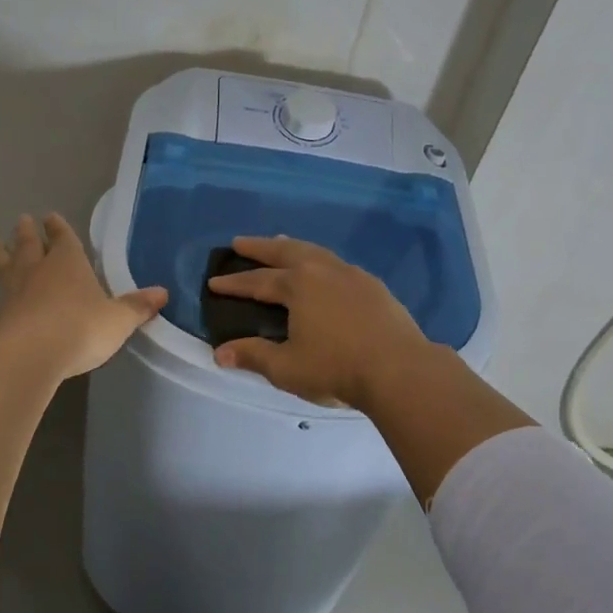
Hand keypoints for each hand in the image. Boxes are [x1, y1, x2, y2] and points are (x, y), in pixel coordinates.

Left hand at [0, 213, 167, 380]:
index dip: (59, 228)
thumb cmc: (82, 328)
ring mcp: (11, 298)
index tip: (51, 216)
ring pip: (3, 271)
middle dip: (27, 234)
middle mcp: (36, 274)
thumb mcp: (119, 319)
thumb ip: (137, 307)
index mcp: (68, 265)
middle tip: (21, 220)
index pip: (63, 239)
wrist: (34, 353)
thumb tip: (163, 293)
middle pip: (29, 248)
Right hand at [207, 236, 431, 407]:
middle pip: (285, 252)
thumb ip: (253, 356)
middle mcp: (323, 271)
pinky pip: (338, 264)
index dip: (234, 283)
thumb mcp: (287, 367)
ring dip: (293, 247)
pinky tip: (324, 271)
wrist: (399, 369)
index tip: (214, 281)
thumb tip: (220, 352)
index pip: (257, 281)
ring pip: (315, 252)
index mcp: (298, 286)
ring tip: (281, 244)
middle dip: (260, 247)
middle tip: (240, 242)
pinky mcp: (374, 286)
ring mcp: (352, 275)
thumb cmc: (336, 368)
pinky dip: (320, 260)